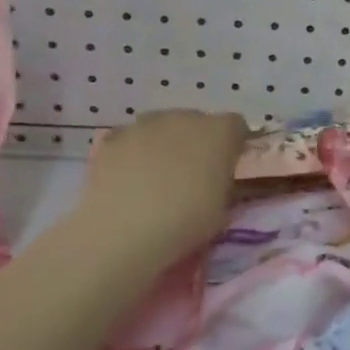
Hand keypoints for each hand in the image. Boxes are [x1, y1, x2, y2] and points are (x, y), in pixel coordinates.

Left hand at [77, 109, 248, 265]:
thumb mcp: (222, 209)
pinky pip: (130, 140)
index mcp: (219, 132)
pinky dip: (132, 153)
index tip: (227, 166)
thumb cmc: (186, 222)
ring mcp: (145, 124)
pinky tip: (127, 180)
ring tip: (155, 179)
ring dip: (163, 145)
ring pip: (161, 128)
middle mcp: (184, 118)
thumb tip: (216, 179)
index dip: (233, 144)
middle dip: (196, 142)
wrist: (124, 231)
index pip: (236, 126)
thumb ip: (223, 183)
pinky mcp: (113, 138)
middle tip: (191, 175)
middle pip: (196, 122)